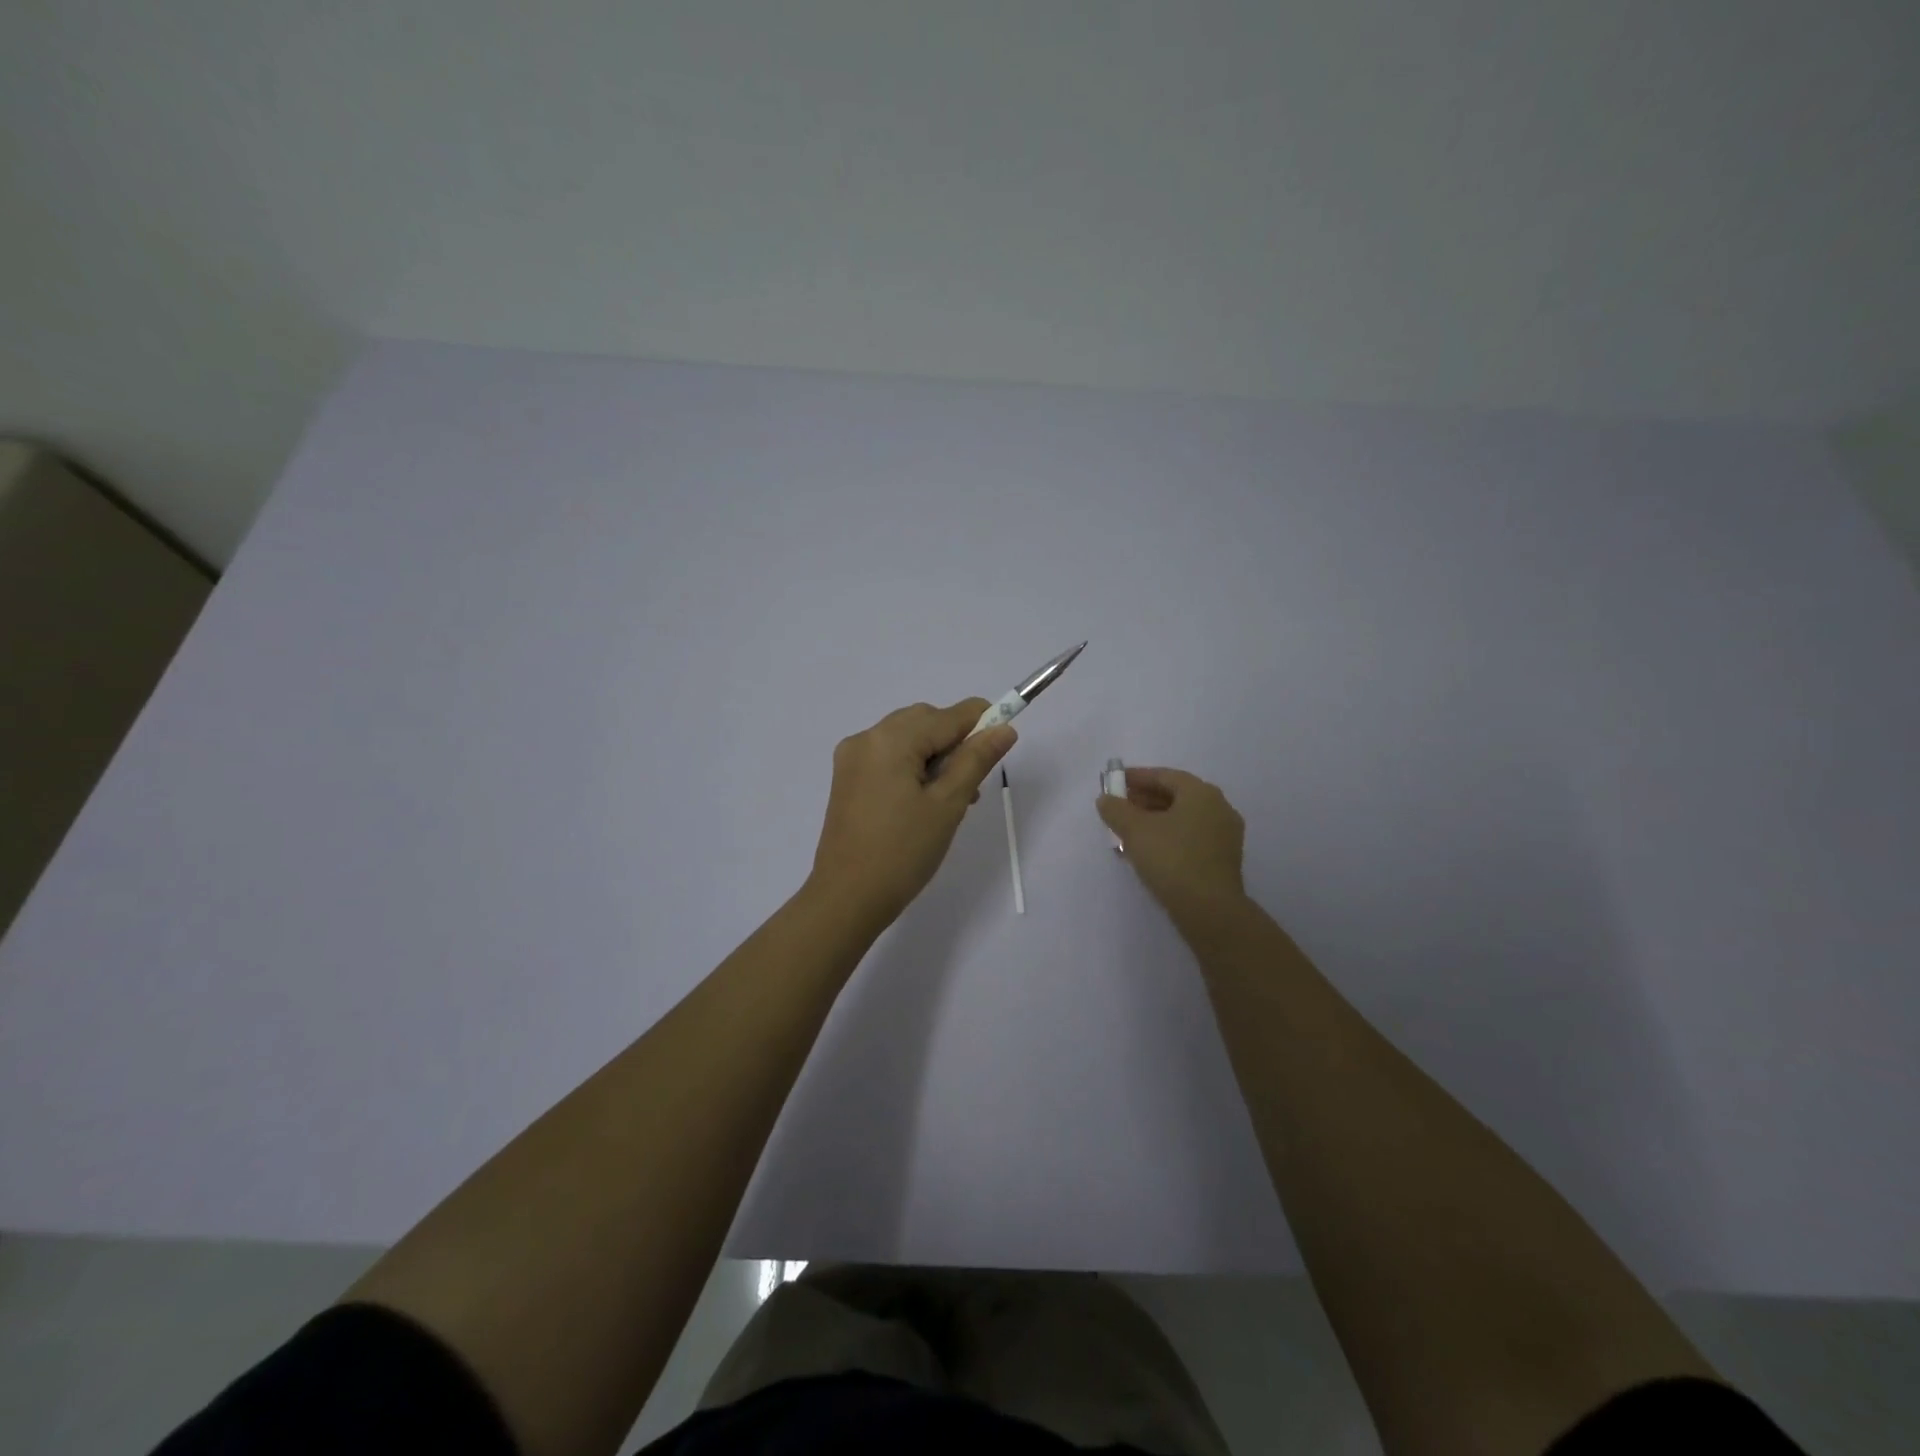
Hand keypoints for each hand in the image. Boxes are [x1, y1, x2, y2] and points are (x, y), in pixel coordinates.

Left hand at [808, 700, 1016, 927]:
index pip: (948, 715)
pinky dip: (912, 767)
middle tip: (973, 786)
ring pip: (907, 739)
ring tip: (953, 800)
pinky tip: (925, 802)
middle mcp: (867, 738)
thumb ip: (976, 760)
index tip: (1005, 741)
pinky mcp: (847, 779)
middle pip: (925, 721)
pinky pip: (889, 757)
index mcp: (891, 740)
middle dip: (955, 742)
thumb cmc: (902, 852)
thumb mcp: (948, 805)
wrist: (846, 899)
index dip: (982, 722)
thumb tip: (1004, 728)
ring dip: (935, 757)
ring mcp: (852, 758)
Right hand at [1096, 767, 1246, 920]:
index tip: (1114, 782)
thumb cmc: (1171, 859)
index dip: (1136, 777)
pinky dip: (1169, 836)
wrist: (1209, 909)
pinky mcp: (1223, 859)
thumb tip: (1106, 799)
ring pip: (1183, 818)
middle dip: (1144, 799)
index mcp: (1201, 793)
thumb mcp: (1135, 830)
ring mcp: (1225, 835)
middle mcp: (1219, 808)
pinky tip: (1148, 850)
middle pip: (1176, 796)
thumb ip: (1116, 809)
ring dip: (1155, 820)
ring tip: (1127, 831)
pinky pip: (1191, 837)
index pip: (1164, 775)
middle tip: (1119, 807)